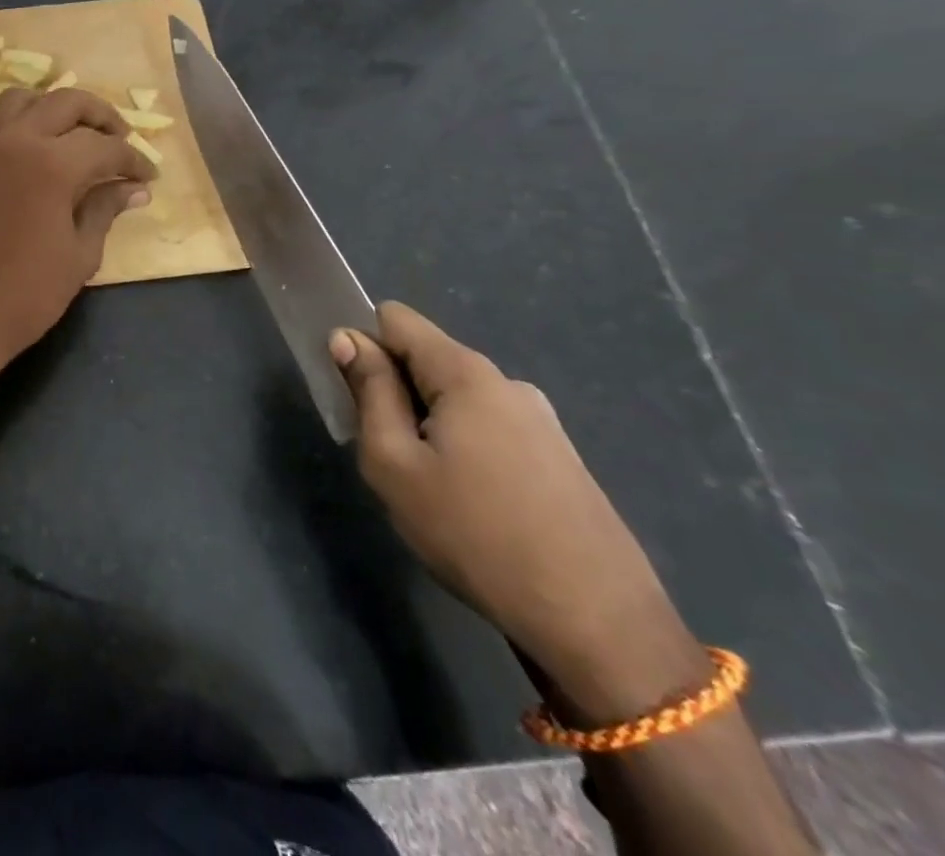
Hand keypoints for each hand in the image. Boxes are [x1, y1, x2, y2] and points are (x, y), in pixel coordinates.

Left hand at [0, 87, 153, 402]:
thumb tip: (134, 188)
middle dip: (100, 116)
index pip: (105, 147)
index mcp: (54, 164)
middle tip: (118, 142)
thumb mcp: (80, 255)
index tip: (148, 177)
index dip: (133, 160)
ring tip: (67, 134)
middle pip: (65, 103)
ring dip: (46, 108)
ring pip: (15, 101)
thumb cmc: (27, 296)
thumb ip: (105, 210)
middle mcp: (15, 142)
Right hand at [332, 303, 706, 716]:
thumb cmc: (474, 535)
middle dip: (394, 394)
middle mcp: (507, 383)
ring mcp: (541, 422)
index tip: (355, 395)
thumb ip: (368, 391)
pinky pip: (488, 430)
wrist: (597, 626)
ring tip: (430, 490)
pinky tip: (472, 507)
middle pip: (426, 360)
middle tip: (389, 456)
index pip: (395, 319)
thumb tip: (347, 338)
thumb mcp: (393, 462)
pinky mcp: (560, 459)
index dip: (364, 345)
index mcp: (466, 373)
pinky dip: (463, 450)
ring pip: (456, 400)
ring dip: (428, 426)